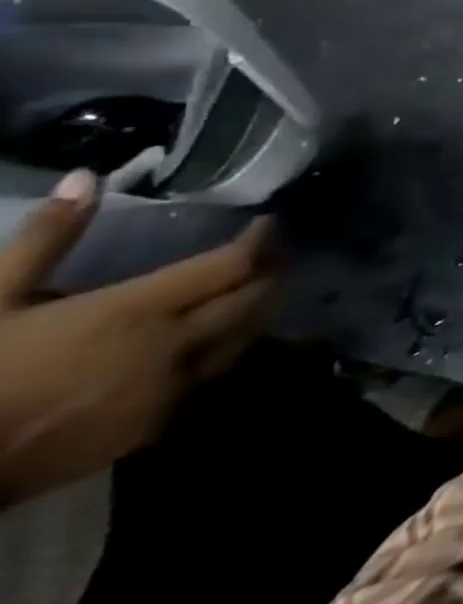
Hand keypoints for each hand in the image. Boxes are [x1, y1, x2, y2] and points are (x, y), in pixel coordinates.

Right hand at [0, 171, 277, 507]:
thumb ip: (48, 237)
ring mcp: (171, 389)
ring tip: (255, 288)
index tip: (269, 222)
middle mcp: (173, 346)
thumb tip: (86, 178)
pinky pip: (213, 376)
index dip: (260, 239)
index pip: (232, 265)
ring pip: (244, 338)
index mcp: (139, 310)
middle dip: (272, 272)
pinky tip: (215, 338)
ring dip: (258, 310)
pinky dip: (227, 349)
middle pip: (254, 300)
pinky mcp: (157, 426)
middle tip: (274, 253)